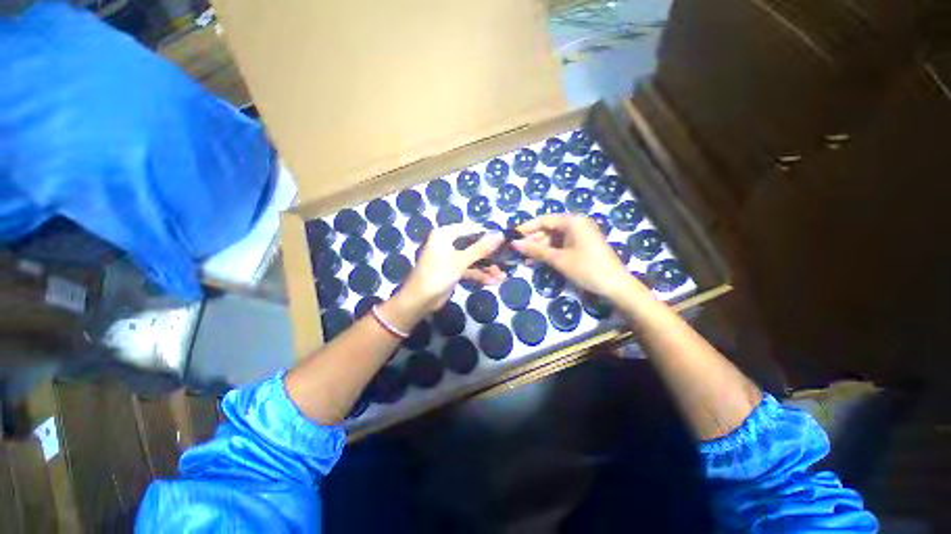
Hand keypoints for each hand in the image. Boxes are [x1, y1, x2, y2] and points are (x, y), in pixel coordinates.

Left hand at [399, 223, 505, 312]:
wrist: (419, 301)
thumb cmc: (437, 276)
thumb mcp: (460, 261)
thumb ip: (480, 248)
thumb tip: (500, 235)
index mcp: (446, 234)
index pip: (472, 229)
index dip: (488, 235)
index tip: (505, 242)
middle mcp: (448, 243)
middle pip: (474, 245)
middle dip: (489, 256)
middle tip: (506, 262)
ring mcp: (451, 257)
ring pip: (473, 259)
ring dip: (486, 268)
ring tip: (502, 277)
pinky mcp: (453, 270)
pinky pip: (469, 269)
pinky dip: (479, 275)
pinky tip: (492, 282)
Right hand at [512, 214, 644, 298]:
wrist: (615, 286)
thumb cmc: (586, 268)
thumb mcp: (558, 259)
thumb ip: (535, 250)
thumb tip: (514, 244)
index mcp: (572, 221)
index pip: (543, 220)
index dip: (526, 228)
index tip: (511, 237)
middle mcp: (576, 224)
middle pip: (548, 229)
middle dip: (532, 240)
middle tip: (517, 251)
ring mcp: (580, 234)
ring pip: (553, 238)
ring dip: (540, 248)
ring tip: (524, 258)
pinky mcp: (582, 245)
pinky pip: (561, 245)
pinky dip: (550, 252)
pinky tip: (537, 261)